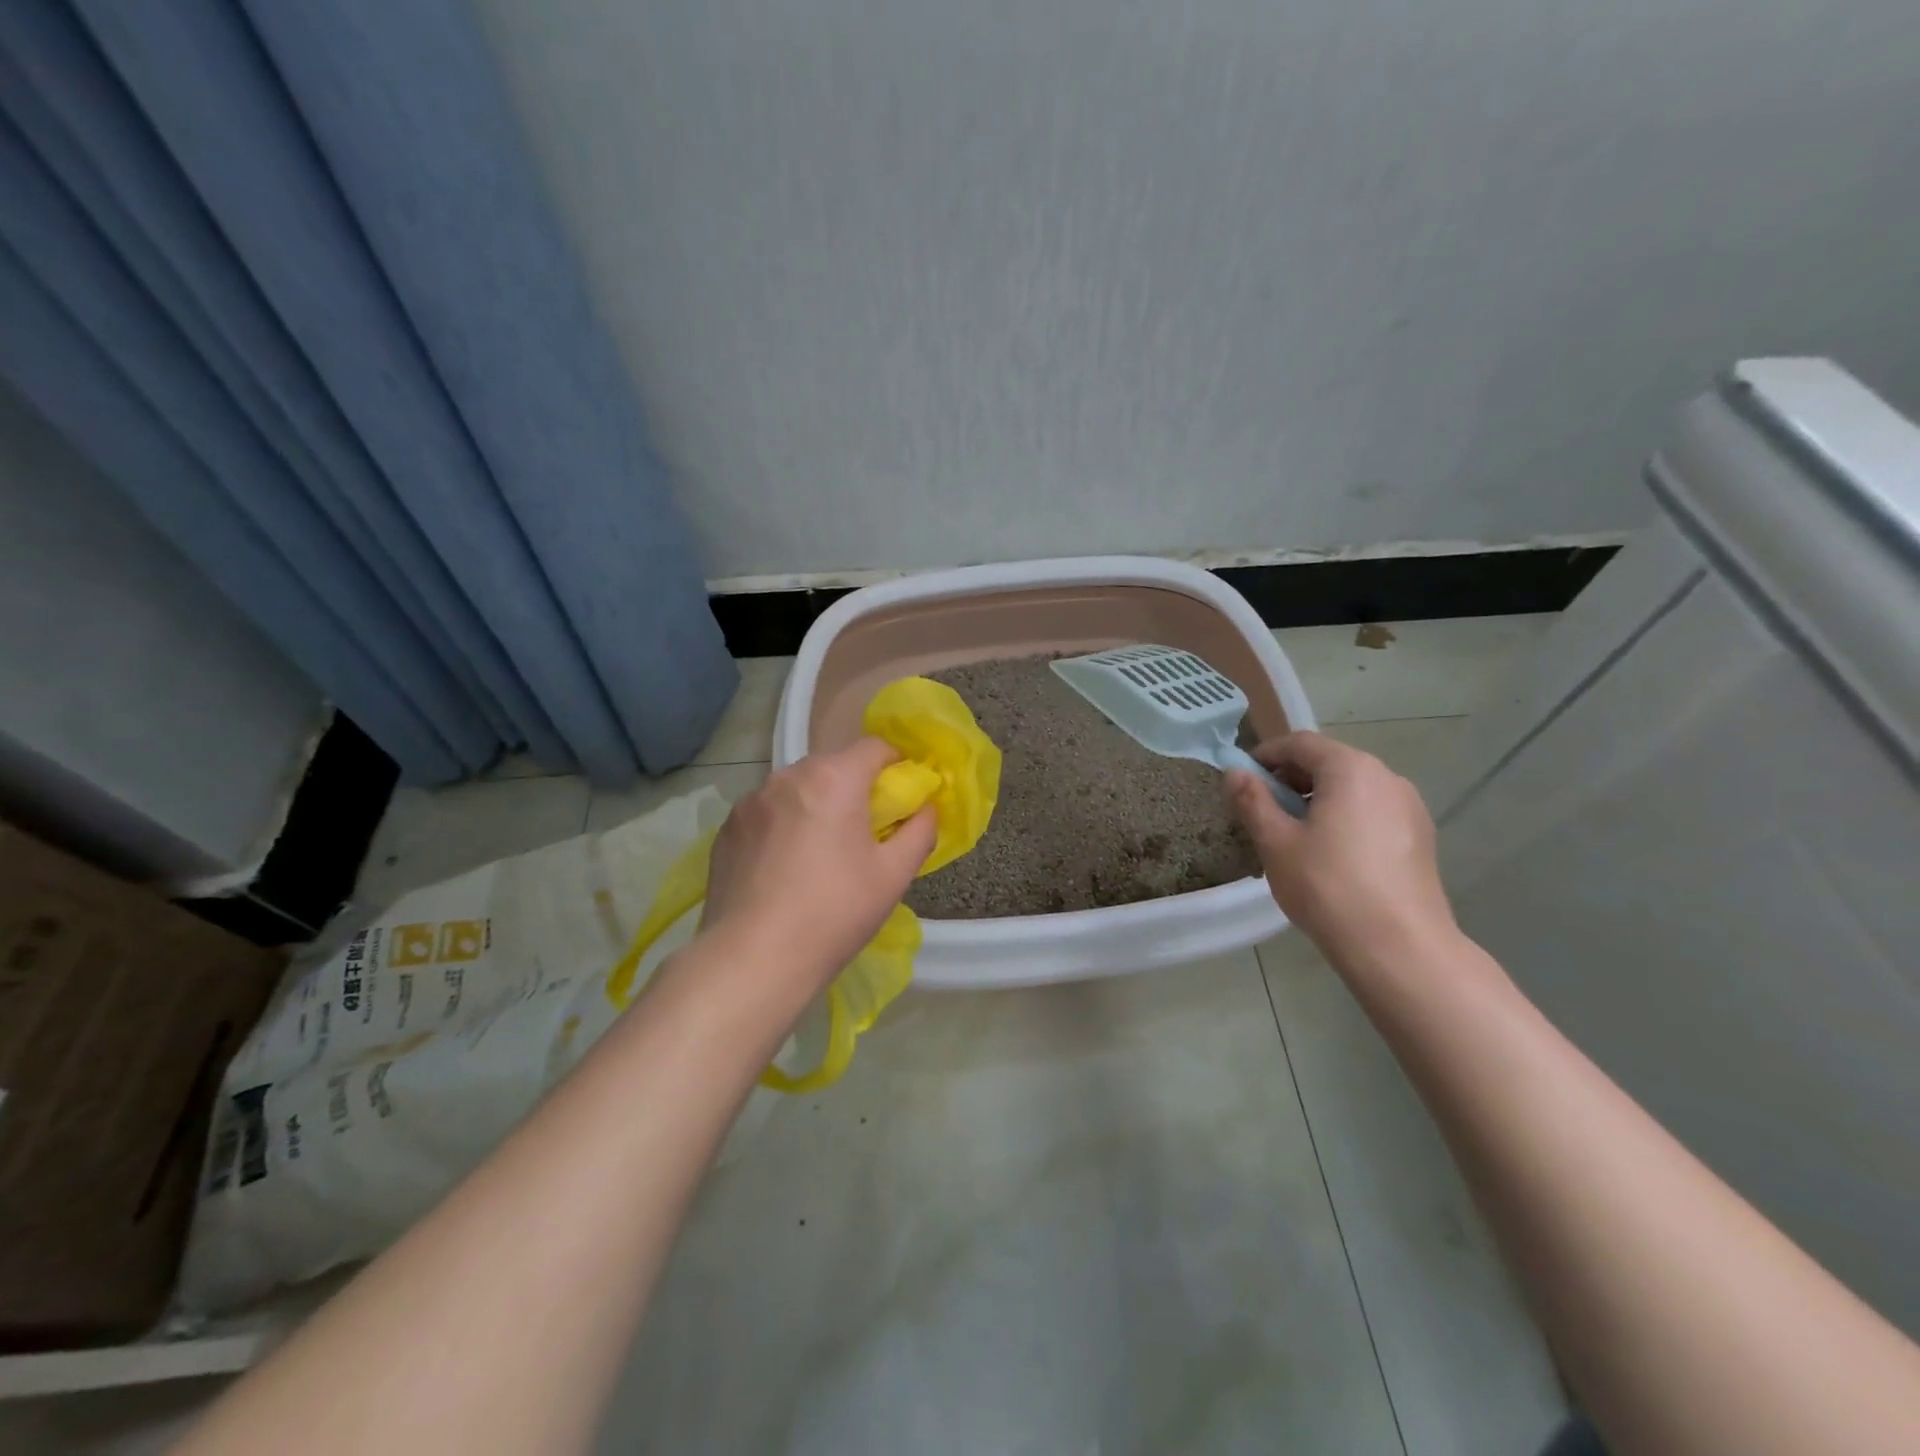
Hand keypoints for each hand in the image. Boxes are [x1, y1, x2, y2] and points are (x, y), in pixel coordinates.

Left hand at [700, 738, 937, 993]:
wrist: (753, 959)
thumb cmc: (834, 913)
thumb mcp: (894, 875)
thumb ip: (920, 830)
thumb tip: (927, 808)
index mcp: (833, 779)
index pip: (875, 746)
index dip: (896, 765)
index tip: (903, 798)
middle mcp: (788, 777)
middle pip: (833, 765)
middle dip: (854, 787)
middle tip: (865, 831)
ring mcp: (751, 801)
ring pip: (797, 788)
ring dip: (815, 805)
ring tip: (820, 853)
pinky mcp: (726, 828)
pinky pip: (767, 812)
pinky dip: (783, 825)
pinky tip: (784, 867)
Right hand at [1223, 731, 1454, 958]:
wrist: (1400, 948)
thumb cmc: (1328, 887)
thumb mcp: (1276, 842)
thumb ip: (1252, 800)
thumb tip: (1234, 772)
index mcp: (1351, 769)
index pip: (1300, 743)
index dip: (1265, 755)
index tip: (1242, 779)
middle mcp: (1386, 777)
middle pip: (1329, 762)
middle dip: (1290, 779)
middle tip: (1261, 809)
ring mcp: (1409, 807)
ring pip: (1352, 789)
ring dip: (1317, 799)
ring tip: (1292, 835)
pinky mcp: (1420, 837)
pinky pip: (1372, 812)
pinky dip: (1344, 818)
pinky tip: (1329, 854)